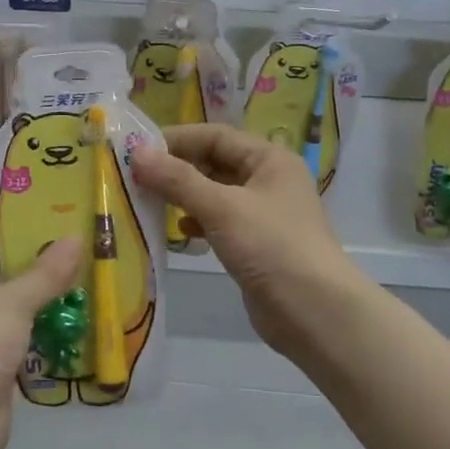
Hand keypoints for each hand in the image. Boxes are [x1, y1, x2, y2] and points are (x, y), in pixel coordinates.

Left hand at [0, 219, 81, 448]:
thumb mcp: (12, 302)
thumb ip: (45, 272)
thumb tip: (76, 237)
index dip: (11, 223)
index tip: (52, 221)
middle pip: (4, 268)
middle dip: (41, 261)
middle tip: (83, 250)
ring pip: (19, 306)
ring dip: (50, 298)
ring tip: (91, 283)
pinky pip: (27, 338)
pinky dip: (49, 332)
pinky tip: (81, 326)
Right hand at [132, 124, 360, 359]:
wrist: (314, 312)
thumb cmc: (271, 247)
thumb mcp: (221, 208)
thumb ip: (178, 180)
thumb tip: (136, 153)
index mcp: (270, 160)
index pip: (216, 136)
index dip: (177, 140)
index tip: (136, 150)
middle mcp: (269, 181)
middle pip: (215, 163)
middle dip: (177, 169)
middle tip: (135, 178)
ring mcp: (263, 214)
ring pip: (215, 194)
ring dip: (184, 196)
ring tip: (149, 203)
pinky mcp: (256, 245)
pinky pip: (219, 222)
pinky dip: (198, 223)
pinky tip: (179, 233)